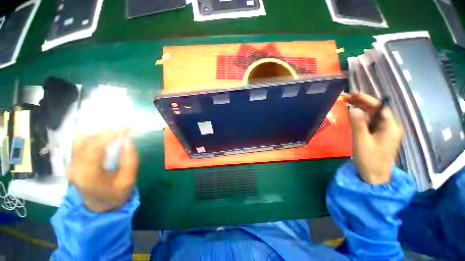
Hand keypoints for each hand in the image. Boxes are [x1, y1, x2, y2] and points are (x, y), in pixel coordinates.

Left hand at [67, 129, 138, 212]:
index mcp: (88, 175)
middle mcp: (75, 168)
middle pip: (85, 141)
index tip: (126, 128)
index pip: (95, 148)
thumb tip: (129, 141)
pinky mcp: (72, 162)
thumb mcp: (128, 181)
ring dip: (98, 133)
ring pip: (79, 140)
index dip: (111, 135)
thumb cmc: (115, 194)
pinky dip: (92, 136)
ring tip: (114, 131)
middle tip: (123, 129)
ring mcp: (71, 165)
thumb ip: (130, 161)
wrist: (98, 206)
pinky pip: (79, 144)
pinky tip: (104, 136)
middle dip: (105, 131)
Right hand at [345, 92, 403, 183]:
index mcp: (391, 127)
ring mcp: (384, 132)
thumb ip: (358, 124)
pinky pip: (370, 123)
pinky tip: (353, 116)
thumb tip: (352, 108)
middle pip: (376, 110)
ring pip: (372, 116)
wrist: (374, 177)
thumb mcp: (362, 142)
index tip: (353, 93)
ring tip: (347, 104)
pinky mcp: (378, 136)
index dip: (367, 99)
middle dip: (362, 103)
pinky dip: (361, 118)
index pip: (380, 108)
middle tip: (346, 98)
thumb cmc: (370, 160)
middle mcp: (390, 127)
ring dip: (360, 109)